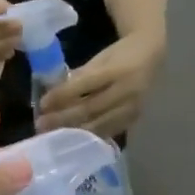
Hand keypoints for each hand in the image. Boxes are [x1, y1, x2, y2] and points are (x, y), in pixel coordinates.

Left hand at [37, 33, 162, 136]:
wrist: (153, 56)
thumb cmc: (121, 55)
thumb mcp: (101, 58)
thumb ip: (81, 75)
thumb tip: (55, 93)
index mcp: (117, 69)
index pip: (85, 84)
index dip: (62, 95)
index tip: (42, 103)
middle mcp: (126, 90)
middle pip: (90, 108)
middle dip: (63, 118)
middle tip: (41, 124)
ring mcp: (132, 107)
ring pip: (98, 124)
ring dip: (73, 131)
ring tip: (53, 134)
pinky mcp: (134, 119)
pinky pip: (108, 131)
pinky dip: (89, 136)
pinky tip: (73, 139)